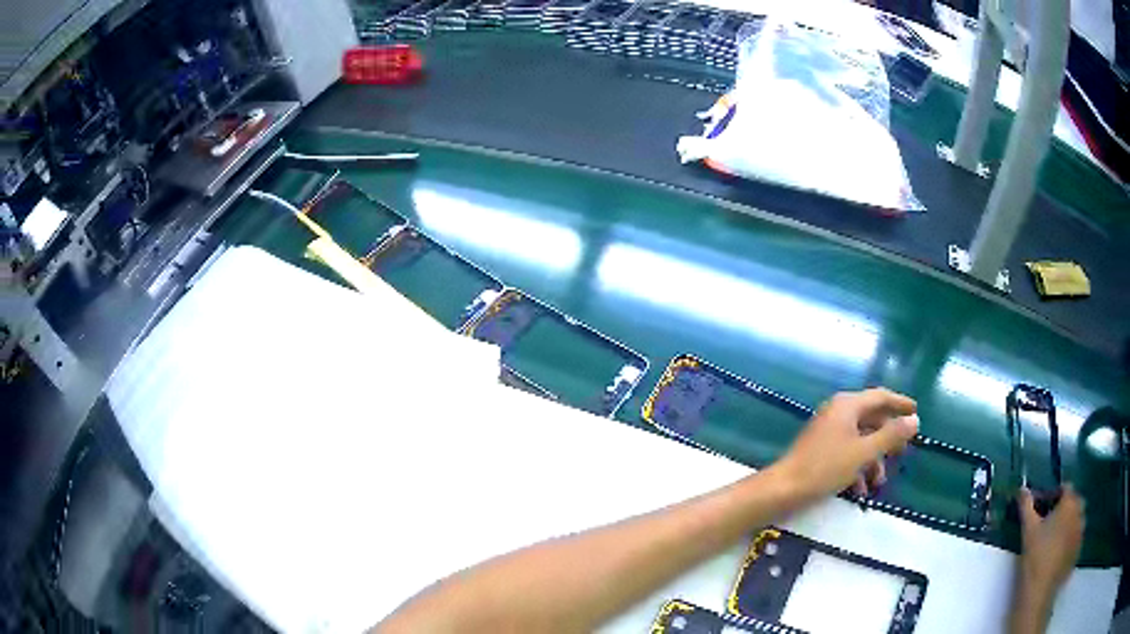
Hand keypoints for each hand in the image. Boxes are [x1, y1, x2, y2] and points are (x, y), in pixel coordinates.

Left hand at [773, 388, 918, 501]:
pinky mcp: (820, 449)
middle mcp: (837, 412)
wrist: (784, 489)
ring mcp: (827, 431)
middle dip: (887, 438)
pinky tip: (860, 491)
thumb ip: (890, 435)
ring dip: (872, 460)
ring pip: (860, 440)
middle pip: (871, 419)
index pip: (881, 397)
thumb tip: (914, 420)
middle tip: (903, 452)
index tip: (916, 412)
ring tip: (879, 483)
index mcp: (847, 405)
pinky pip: (846, 452)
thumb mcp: (864, 452)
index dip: (900, 404)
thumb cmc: (826, 467)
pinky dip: (857, 468)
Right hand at [1018, 485, 1084, 595]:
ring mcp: (1081, 532)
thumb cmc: (1035, 557)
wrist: (1039, 591)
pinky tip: (1060, 556)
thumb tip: (1022, 489)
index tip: (1047, 505)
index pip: (1067, 488)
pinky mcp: (1078, 550)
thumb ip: (1026, 506)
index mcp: (1069, 503)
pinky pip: (1077, 540)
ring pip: (1079, 521)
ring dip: (1071, 524)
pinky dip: (1071, 542)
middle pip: (1076, 502)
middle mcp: (1079, 512)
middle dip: (1067, 508)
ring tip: (1057, 541)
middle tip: (1053, 523)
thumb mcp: (1028, 530)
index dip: (1057, 493)